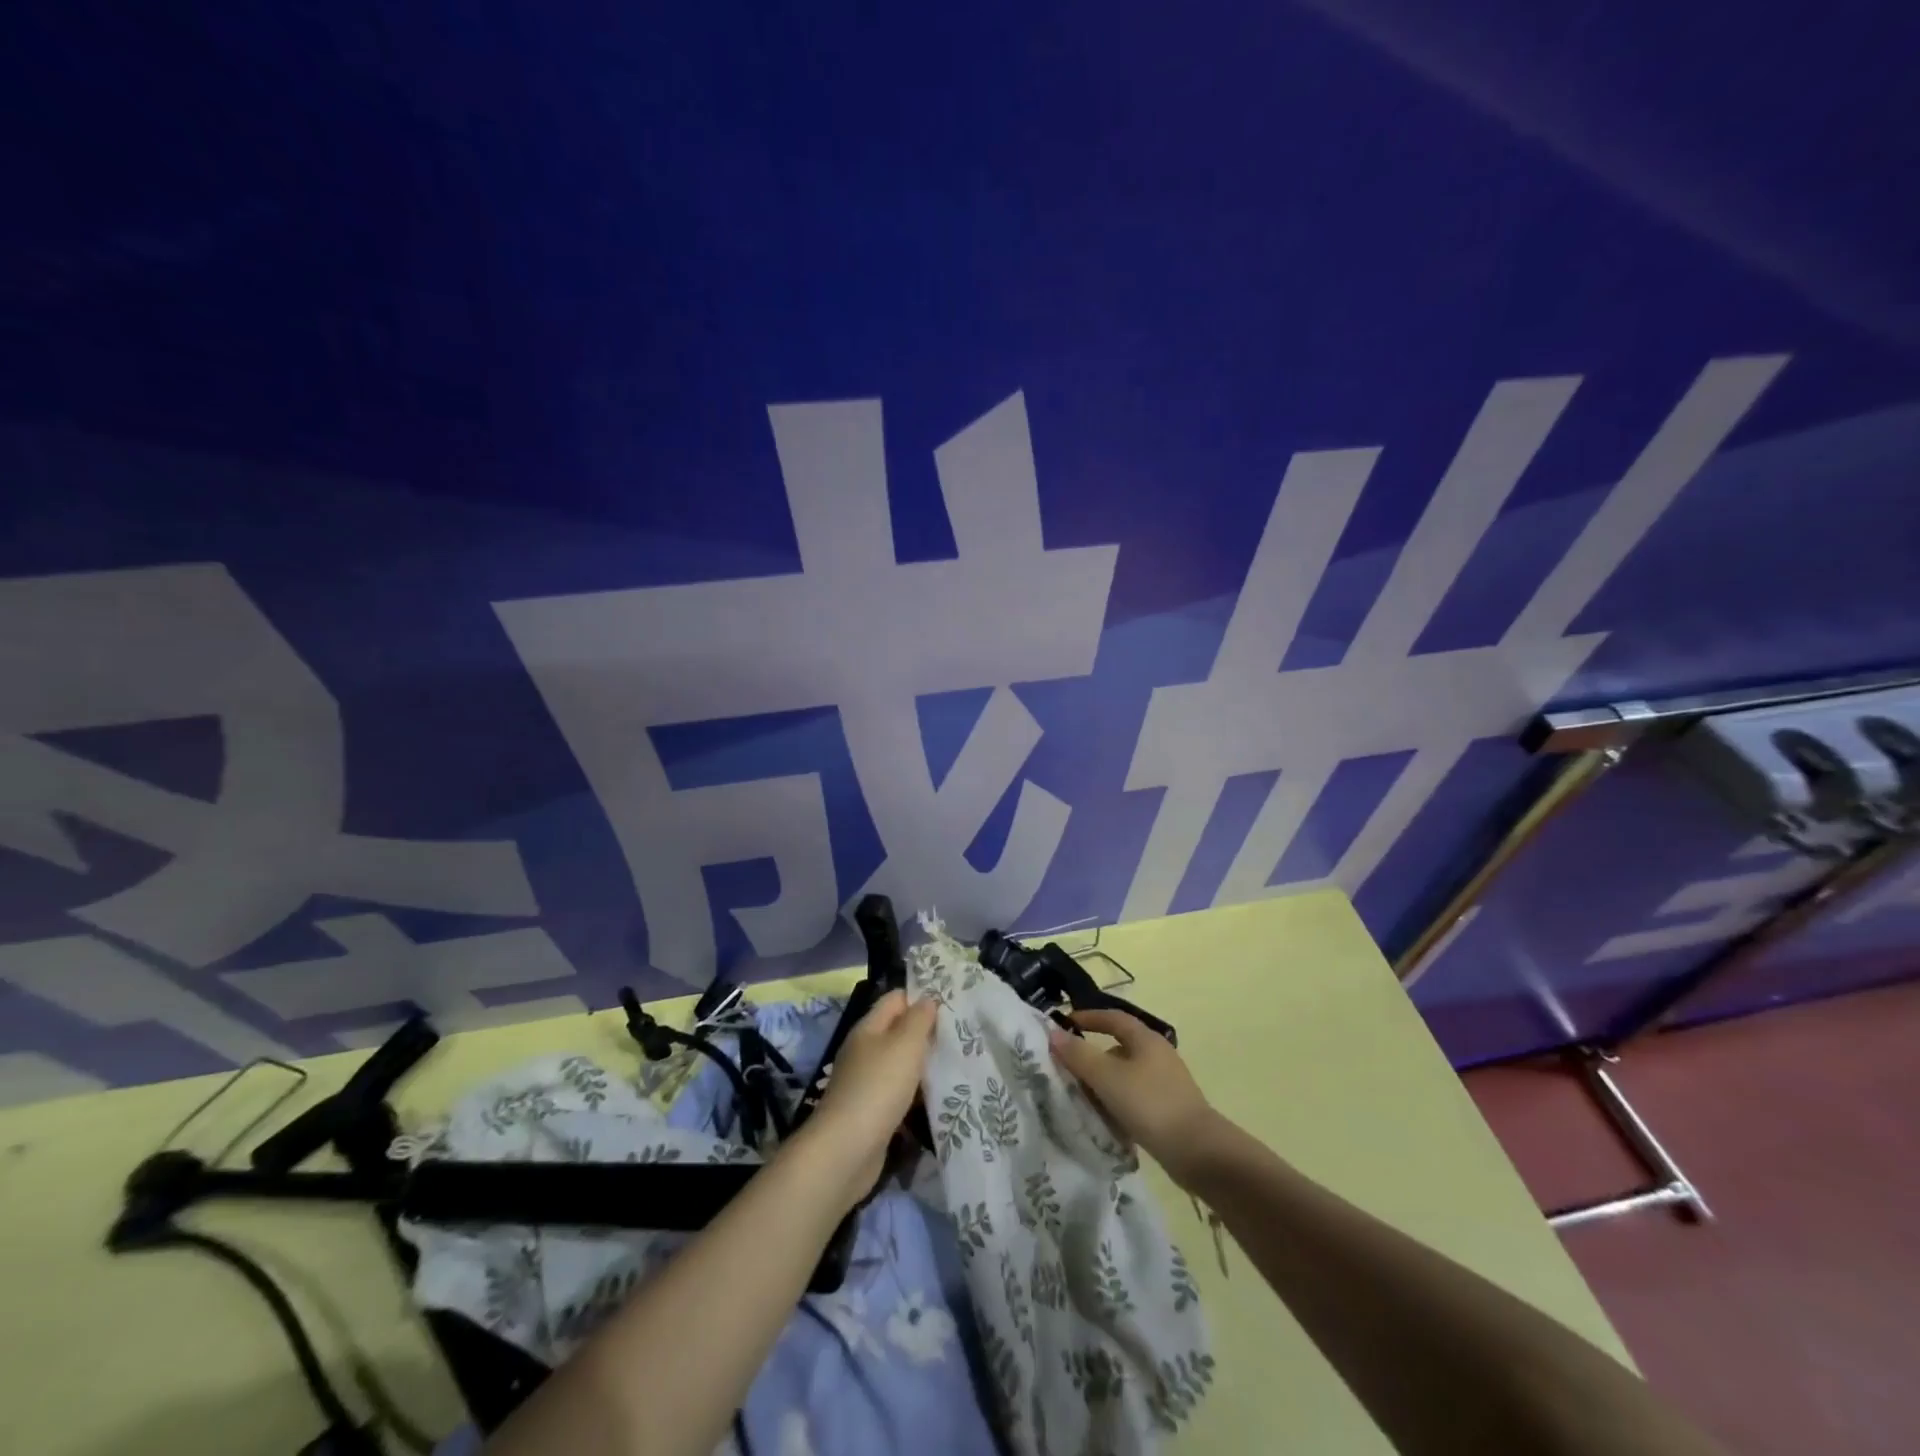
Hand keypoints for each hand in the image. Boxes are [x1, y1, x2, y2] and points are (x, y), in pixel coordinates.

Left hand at [808, 990, 938, 1198]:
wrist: (846, 1151)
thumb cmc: (878, 1088)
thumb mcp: (904, 1045)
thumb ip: (918, 1019)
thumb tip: (927, 999)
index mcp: (868, 1028)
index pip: (896, 999)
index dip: (921, 997)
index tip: (952, 1004)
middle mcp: (865, 1050)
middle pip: (898, 1031)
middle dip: (926, 1032)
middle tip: (960, 1035)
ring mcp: (866, 1082)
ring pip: (900, 1063)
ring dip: (923, 1064)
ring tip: (956, 1063)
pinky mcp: (872, 1111)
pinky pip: (899, 1091)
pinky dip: (916, 1092)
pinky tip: (938, 1096)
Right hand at [1048, 1009, 1224, 1188]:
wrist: (1198, 1152)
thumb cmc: (1150, 1104)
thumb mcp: (1107, 1078)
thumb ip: (1079, 1055)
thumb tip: (1053, 1033)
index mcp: (1146, 1039)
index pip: (1113, 1017)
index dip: (1088, 1017)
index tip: (1064, 1025)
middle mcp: (1158, 1054)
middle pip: (1119, 1046)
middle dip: (1092, 1055)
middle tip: (1068, 1068)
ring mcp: (1166, 1082)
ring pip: (1126, 1074)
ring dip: (1104, 1081)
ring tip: (1081, 1097)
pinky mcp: (1169, 1108)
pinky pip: (1135, 1096)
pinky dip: (1117, 1101)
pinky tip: (1106, 1119)